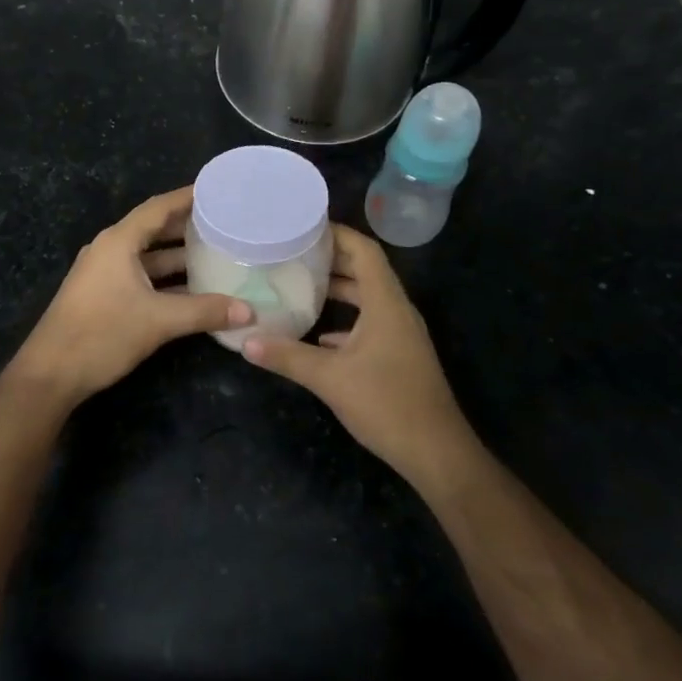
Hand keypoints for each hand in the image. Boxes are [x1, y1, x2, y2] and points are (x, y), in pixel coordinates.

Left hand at [9, 186, 250, 408]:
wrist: (50, 374)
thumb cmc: (102, 334)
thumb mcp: (159, 321)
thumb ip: (205, 312)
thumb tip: (250, 312)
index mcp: (118, 242)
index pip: (159, 207)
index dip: (188, 197)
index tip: (218, 190)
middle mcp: (110, 249)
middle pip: (154, 229)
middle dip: (187, 226)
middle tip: (225, 223)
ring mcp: (104, 273)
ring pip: (148, 256)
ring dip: (178, 256)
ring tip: (216, 253)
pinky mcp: (102, 295)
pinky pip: (140, 276)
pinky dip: (165, 279)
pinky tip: (192, 290)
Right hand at [243, 225, 472, 487]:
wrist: (436, 453)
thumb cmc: (387, 404)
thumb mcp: (330, 379)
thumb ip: (287, 356)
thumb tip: (246, 340)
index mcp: (386, 303)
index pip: (364, 250)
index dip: (336, 233)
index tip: (302, 227)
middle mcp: (396, 310)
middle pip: (365, 270)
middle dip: (331, 259)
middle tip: (292, 252)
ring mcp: (400, 334)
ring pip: (367, 298)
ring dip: (338, 289)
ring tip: (299, 284)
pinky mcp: (399, 355)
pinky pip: (370, 323)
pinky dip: (345, 320)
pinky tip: (318, 335)